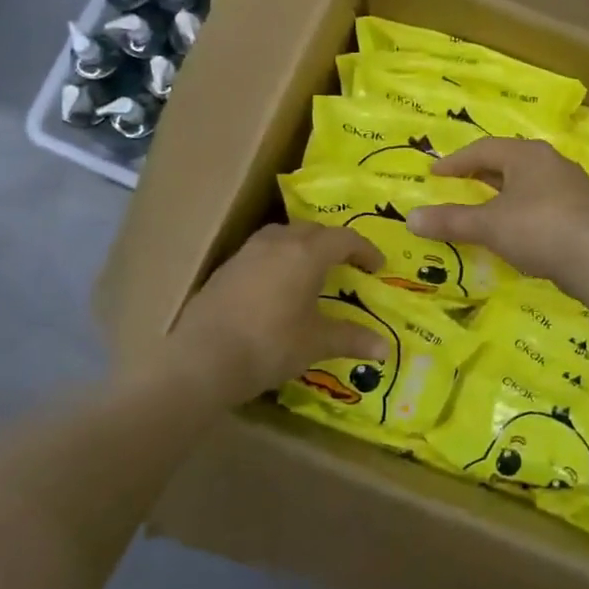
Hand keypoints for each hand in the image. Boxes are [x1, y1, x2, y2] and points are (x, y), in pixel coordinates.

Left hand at [167, 223, 386, 405]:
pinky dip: (278, 259)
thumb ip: (351, 339)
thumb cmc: (270, 345)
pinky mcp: (226, 269)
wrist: (202, 359)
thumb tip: (386, 348)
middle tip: (346, 264)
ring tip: (310, 269)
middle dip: (333, 243)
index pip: (344, 239)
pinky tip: (277, 286)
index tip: (377, 267)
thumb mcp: (316, 343)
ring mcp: (247, 253)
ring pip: (282, 235)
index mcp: (306, 254)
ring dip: (302, 245)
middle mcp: (277, 243)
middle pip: (312, 230)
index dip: (365, 250)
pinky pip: (261, 252)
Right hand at [407, 138, 588, 283]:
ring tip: (485, 207)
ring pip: (527, 183)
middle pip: (508, 163)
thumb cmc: (537, 228)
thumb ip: (451, 221)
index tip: (435, 174)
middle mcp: (550, 162)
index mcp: (526, 155)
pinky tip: (516, 228)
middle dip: (481, 174)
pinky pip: (542, 202)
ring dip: (503, 193)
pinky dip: (522, 210)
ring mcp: (570, 186)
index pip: (483, 150)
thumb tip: (410, 219)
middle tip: (458, 185)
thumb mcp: (488, 225)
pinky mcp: (581, 211)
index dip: (456, 162)